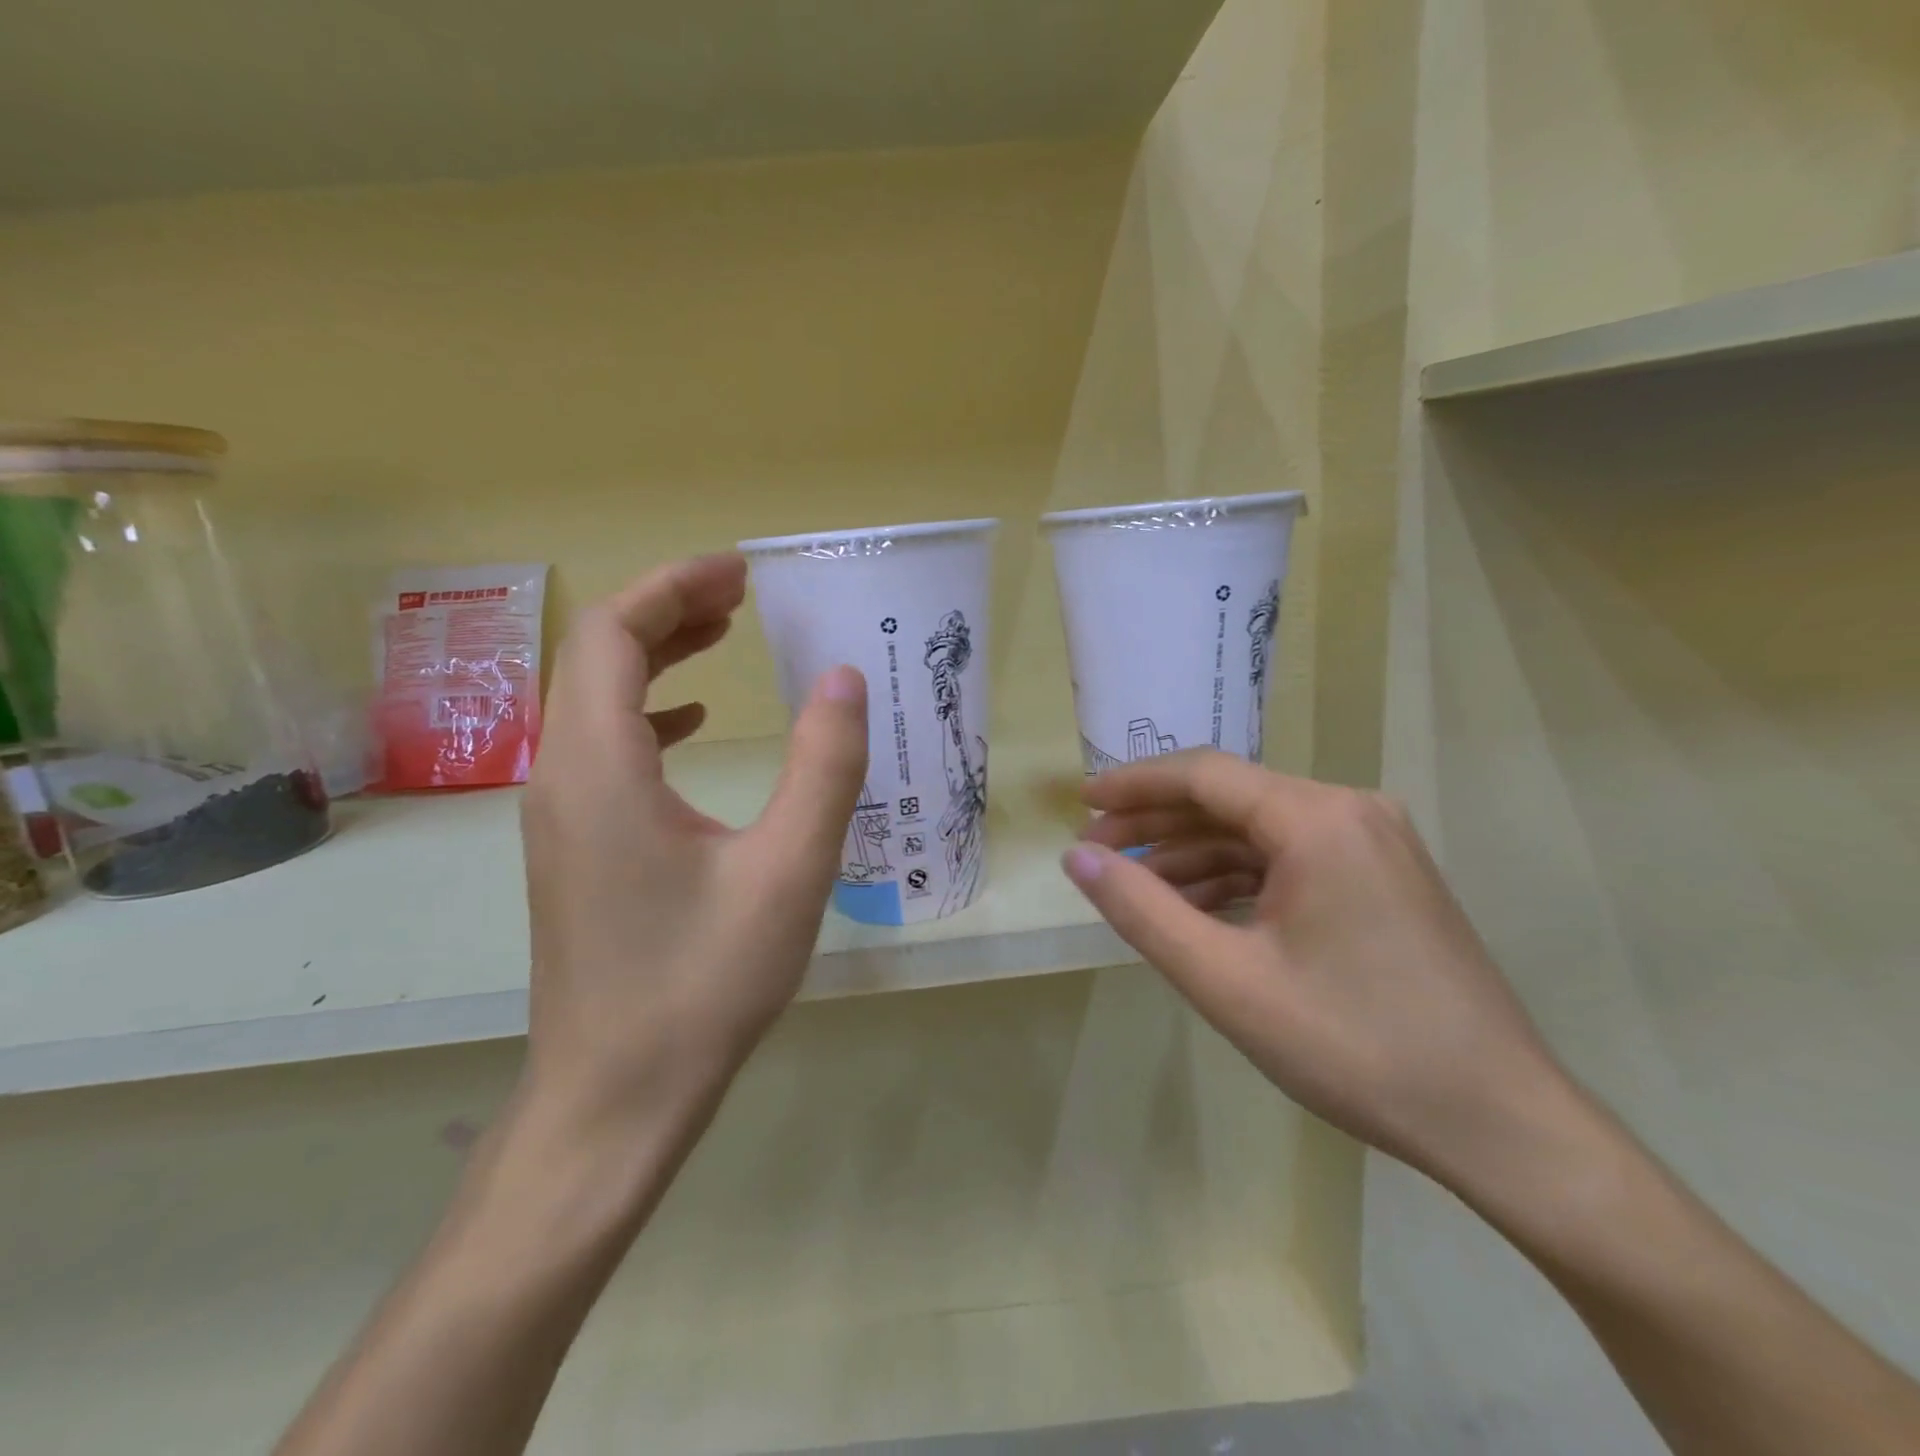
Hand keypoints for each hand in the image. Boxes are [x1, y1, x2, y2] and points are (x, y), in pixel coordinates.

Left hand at [520, 553, 868, 1133]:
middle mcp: (562, 777)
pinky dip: (648, 712)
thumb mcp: (789, 871)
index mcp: (601, 768)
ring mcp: (560, 814)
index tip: (738, 571)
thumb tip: (843, 679)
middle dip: (667, 610)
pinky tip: (692, 723)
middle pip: (596, 657)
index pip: (612, 635)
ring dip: (656, 656)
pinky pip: (601, 748)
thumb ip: (823, 767)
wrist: (616, 1096)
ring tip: (725, 636)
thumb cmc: (703, 983)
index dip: (672, 587)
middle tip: (741, 595)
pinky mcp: (574, 846)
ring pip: (595, 701)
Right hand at [1063, 750, 1578, 1191]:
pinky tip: (1199, 911)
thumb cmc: (1353, 1047)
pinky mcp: (1382, 877)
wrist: (1497, 1121)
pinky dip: (1237, 878)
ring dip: (1194, 855)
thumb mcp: (1226, 981)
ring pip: (1258, 831)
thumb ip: (1141, 910)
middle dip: (1157, 824)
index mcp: (1318, 818)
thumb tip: (1077, 857)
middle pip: (1230, 799)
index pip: (1204, 775)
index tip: (1080, 805)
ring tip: (1138, 889)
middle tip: (1096, 852)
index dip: (1134, 786)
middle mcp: (1350, 811)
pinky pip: (1290, 859)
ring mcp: (1373, 843)